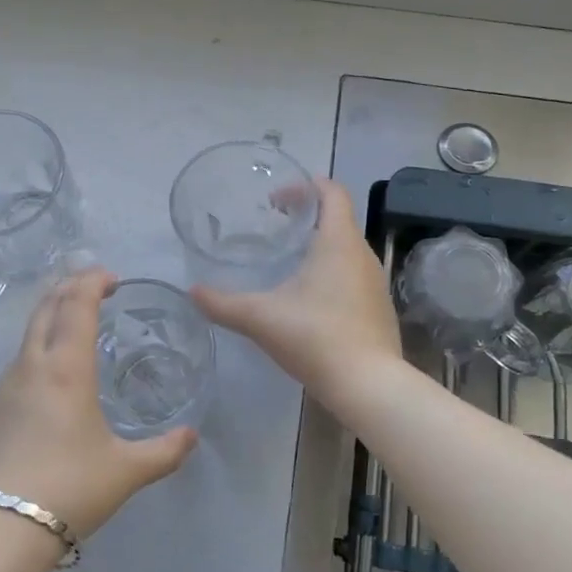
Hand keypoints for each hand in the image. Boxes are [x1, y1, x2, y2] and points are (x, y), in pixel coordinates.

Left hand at [0, 268, 197, 539]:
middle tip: (93, 289)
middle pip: (46, 307)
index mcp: (66, 369)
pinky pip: (16, 367)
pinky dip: (36, 354)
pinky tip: (48, 385)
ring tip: (74, 332)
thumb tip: (192, 436)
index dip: (92, 281)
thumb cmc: (69, 489)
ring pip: (27, 336)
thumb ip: (164, 451)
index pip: (77, 304)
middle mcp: (30, 366)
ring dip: (50, 319)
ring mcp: (1, 387)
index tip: (111, 277)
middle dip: (69, 288)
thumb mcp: (125, 471)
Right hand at [191, 179, 402, 399]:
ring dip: (320, 246)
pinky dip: (332, 273)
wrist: (368, 385)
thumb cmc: (315, 337)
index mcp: (338, 242)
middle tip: (274, 229)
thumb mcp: (261, 318)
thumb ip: (223, 304)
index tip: (277, 199)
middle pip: (338, 219)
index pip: (332, 192)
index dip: (306, 186)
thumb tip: (192, 292)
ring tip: (289, 263)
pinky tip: (310, 300)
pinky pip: (354, 276)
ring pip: (347, 249)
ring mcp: (376, 282)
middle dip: (307, 217)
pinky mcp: (379, 308)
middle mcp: (362, 254)